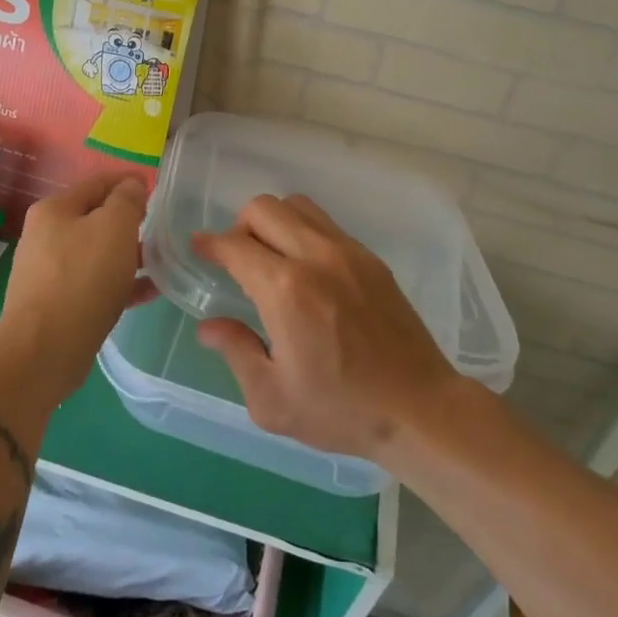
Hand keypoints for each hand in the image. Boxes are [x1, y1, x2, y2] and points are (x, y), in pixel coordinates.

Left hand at [0, 172, 156, 405]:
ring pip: (98, 253)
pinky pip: (96, 284)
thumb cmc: (82, 278)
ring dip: (129, 254)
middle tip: (162, 227)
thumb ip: (127, 201)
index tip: (156, 187)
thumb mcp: (114, 228)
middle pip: (96, 218)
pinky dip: (121, 283)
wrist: (44, 350)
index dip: (128, 181)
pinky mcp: (58, 304)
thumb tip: (131, 185)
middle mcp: (46, 236)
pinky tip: (150, 291)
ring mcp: (50, 272)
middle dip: (129, 221)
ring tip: (163, 261)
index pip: (97, 183)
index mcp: (55, 210)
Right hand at [194, 195, 460, 461]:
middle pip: (264, 208)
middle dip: (239, 226)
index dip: (209, 244)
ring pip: (298, 206)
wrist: (420, 409)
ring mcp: (348, 252)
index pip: (234, 245)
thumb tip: (209, 326)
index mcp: (285, 289)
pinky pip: (326, 225)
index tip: (198, 249)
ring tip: (272, 258)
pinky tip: (307, 270)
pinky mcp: (371, 259)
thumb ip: (236, 352)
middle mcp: (315, 257)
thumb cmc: (341, 410)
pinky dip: (304, 231)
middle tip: (237, 259)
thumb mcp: (272, 399)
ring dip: (274, 222)